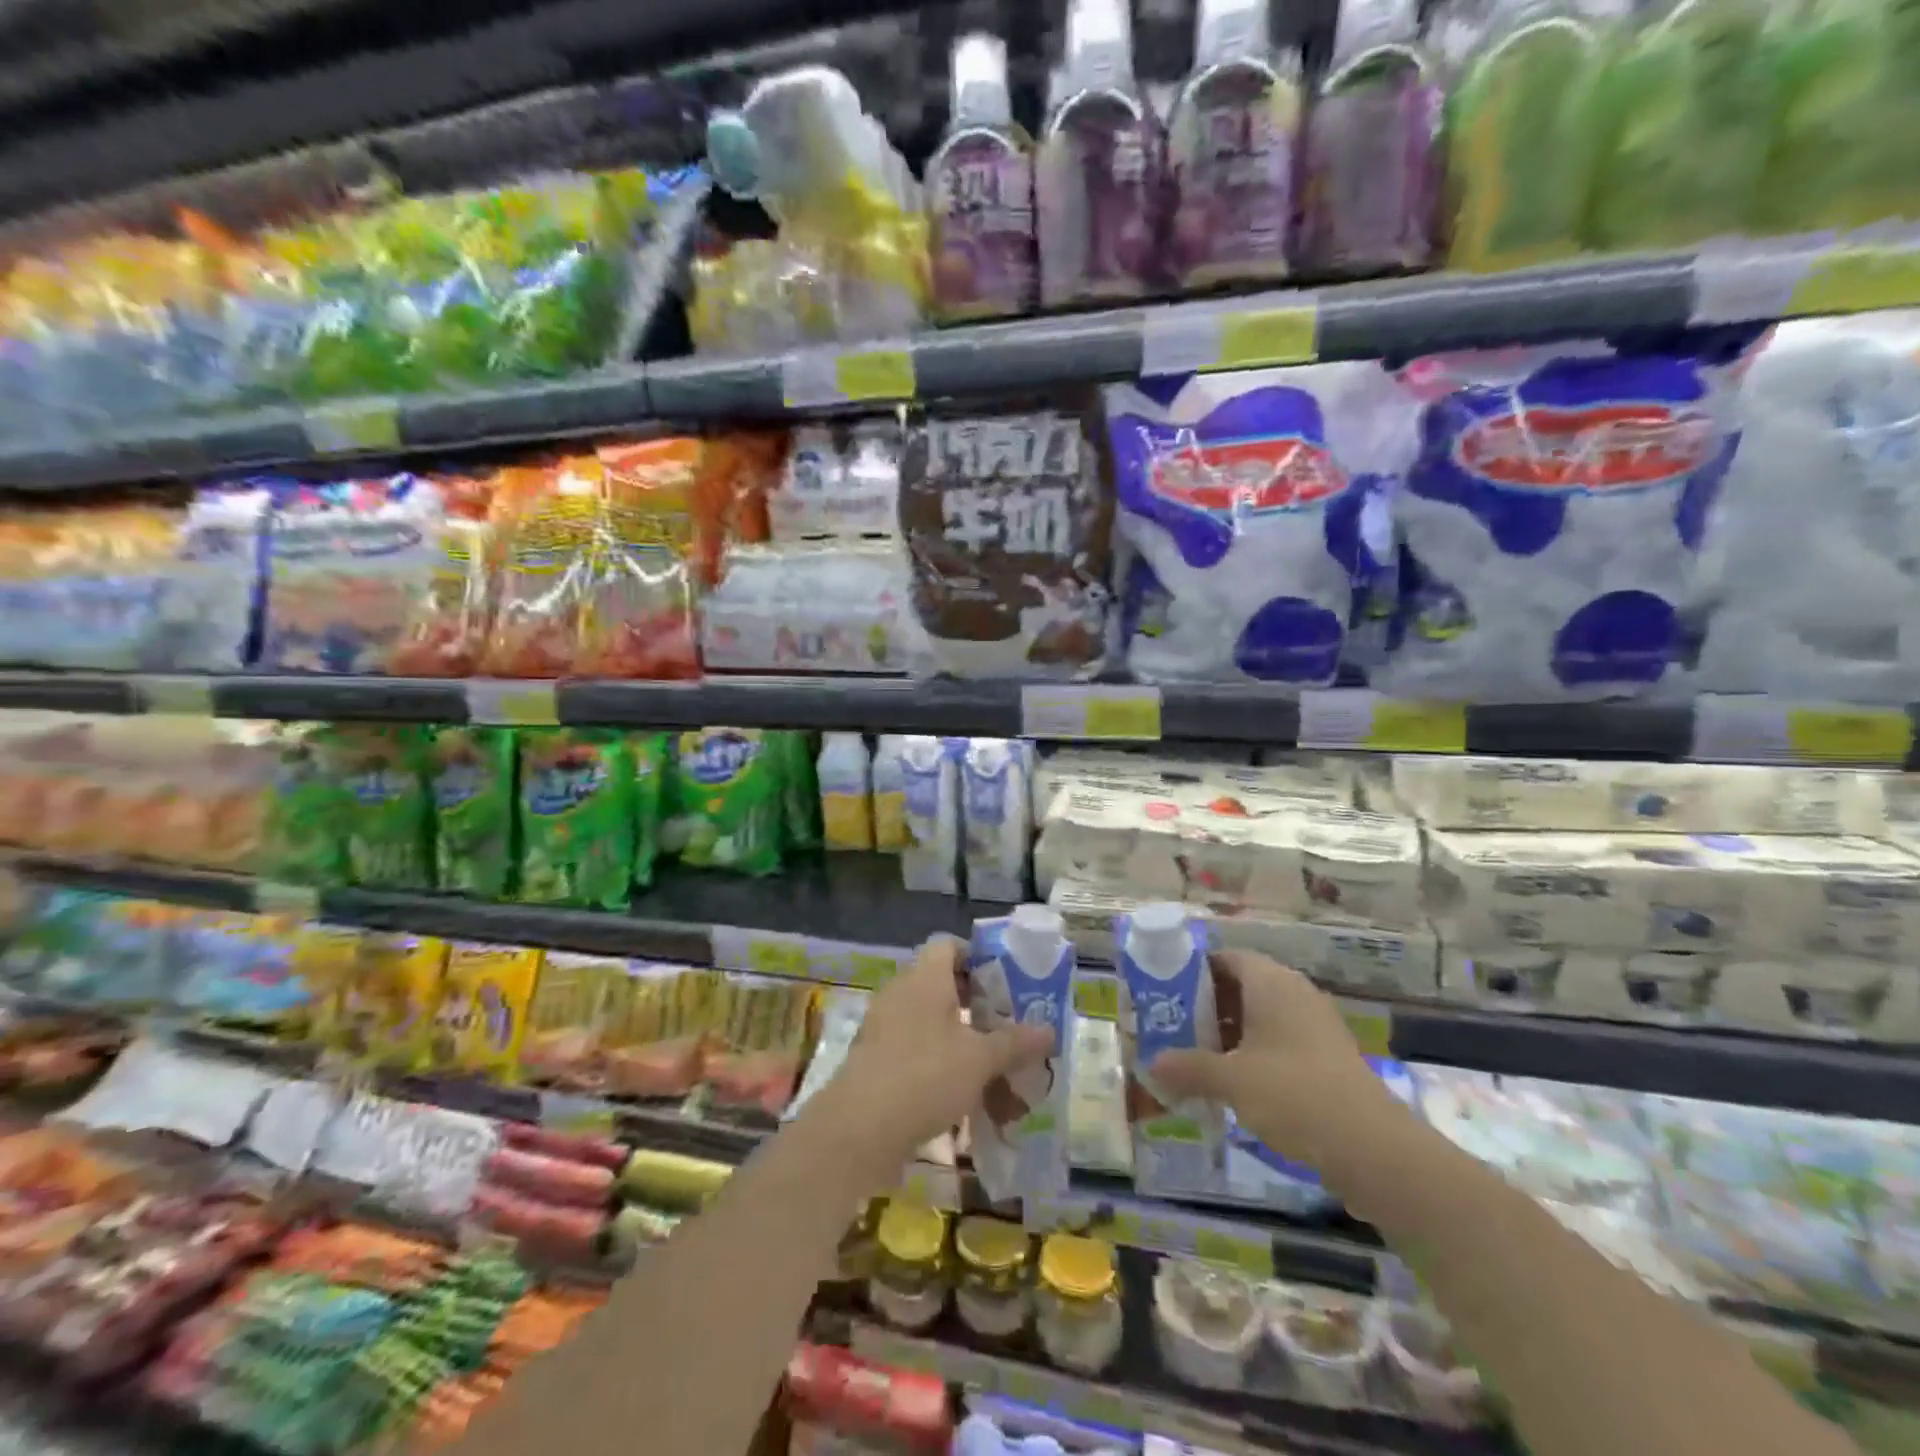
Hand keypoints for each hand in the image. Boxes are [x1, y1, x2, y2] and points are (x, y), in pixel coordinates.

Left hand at [823, 936, 1052, 1170]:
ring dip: (958, 1036)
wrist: (859, 1129)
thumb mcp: (980, 1060)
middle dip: (974, 1003)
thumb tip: (1049, 1030)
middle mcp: (901, 992)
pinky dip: (937, 1060)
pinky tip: (961, 1091)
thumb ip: (1014, 1042)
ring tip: (990, 1063)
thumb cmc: (925, 1076)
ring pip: (929, 1019)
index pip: (949, 945)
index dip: (977, 957)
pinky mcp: (875, 1057)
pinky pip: (913, 1046)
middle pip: (941, 983)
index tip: (1004, 983)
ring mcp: (883, 1025)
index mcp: (925, 977)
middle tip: (1005, 1025)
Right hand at [1150, 951, 1414, 1198]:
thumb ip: (1188, 1067)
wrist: (1375, 1149)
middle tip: (1174, 1030)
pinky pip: (1280, 1042)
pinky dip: (1254, 1055)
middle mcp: (1294, 993)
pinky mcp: (1328, 1057)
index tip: (1165, 995)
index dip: (1193, 972)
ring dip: (1229, 1035)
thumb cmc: (1294, 1095)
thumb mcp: (1231, 1081)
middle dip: (1206, 1008)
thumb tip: (1152, 1064)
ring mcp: (1315, 1025)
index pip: (1225, 958)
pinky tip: (1235, 1086)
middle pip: (1240, 987)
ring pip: (1261, 1018)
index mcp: (1270, 982)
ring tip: (1198, 1060)